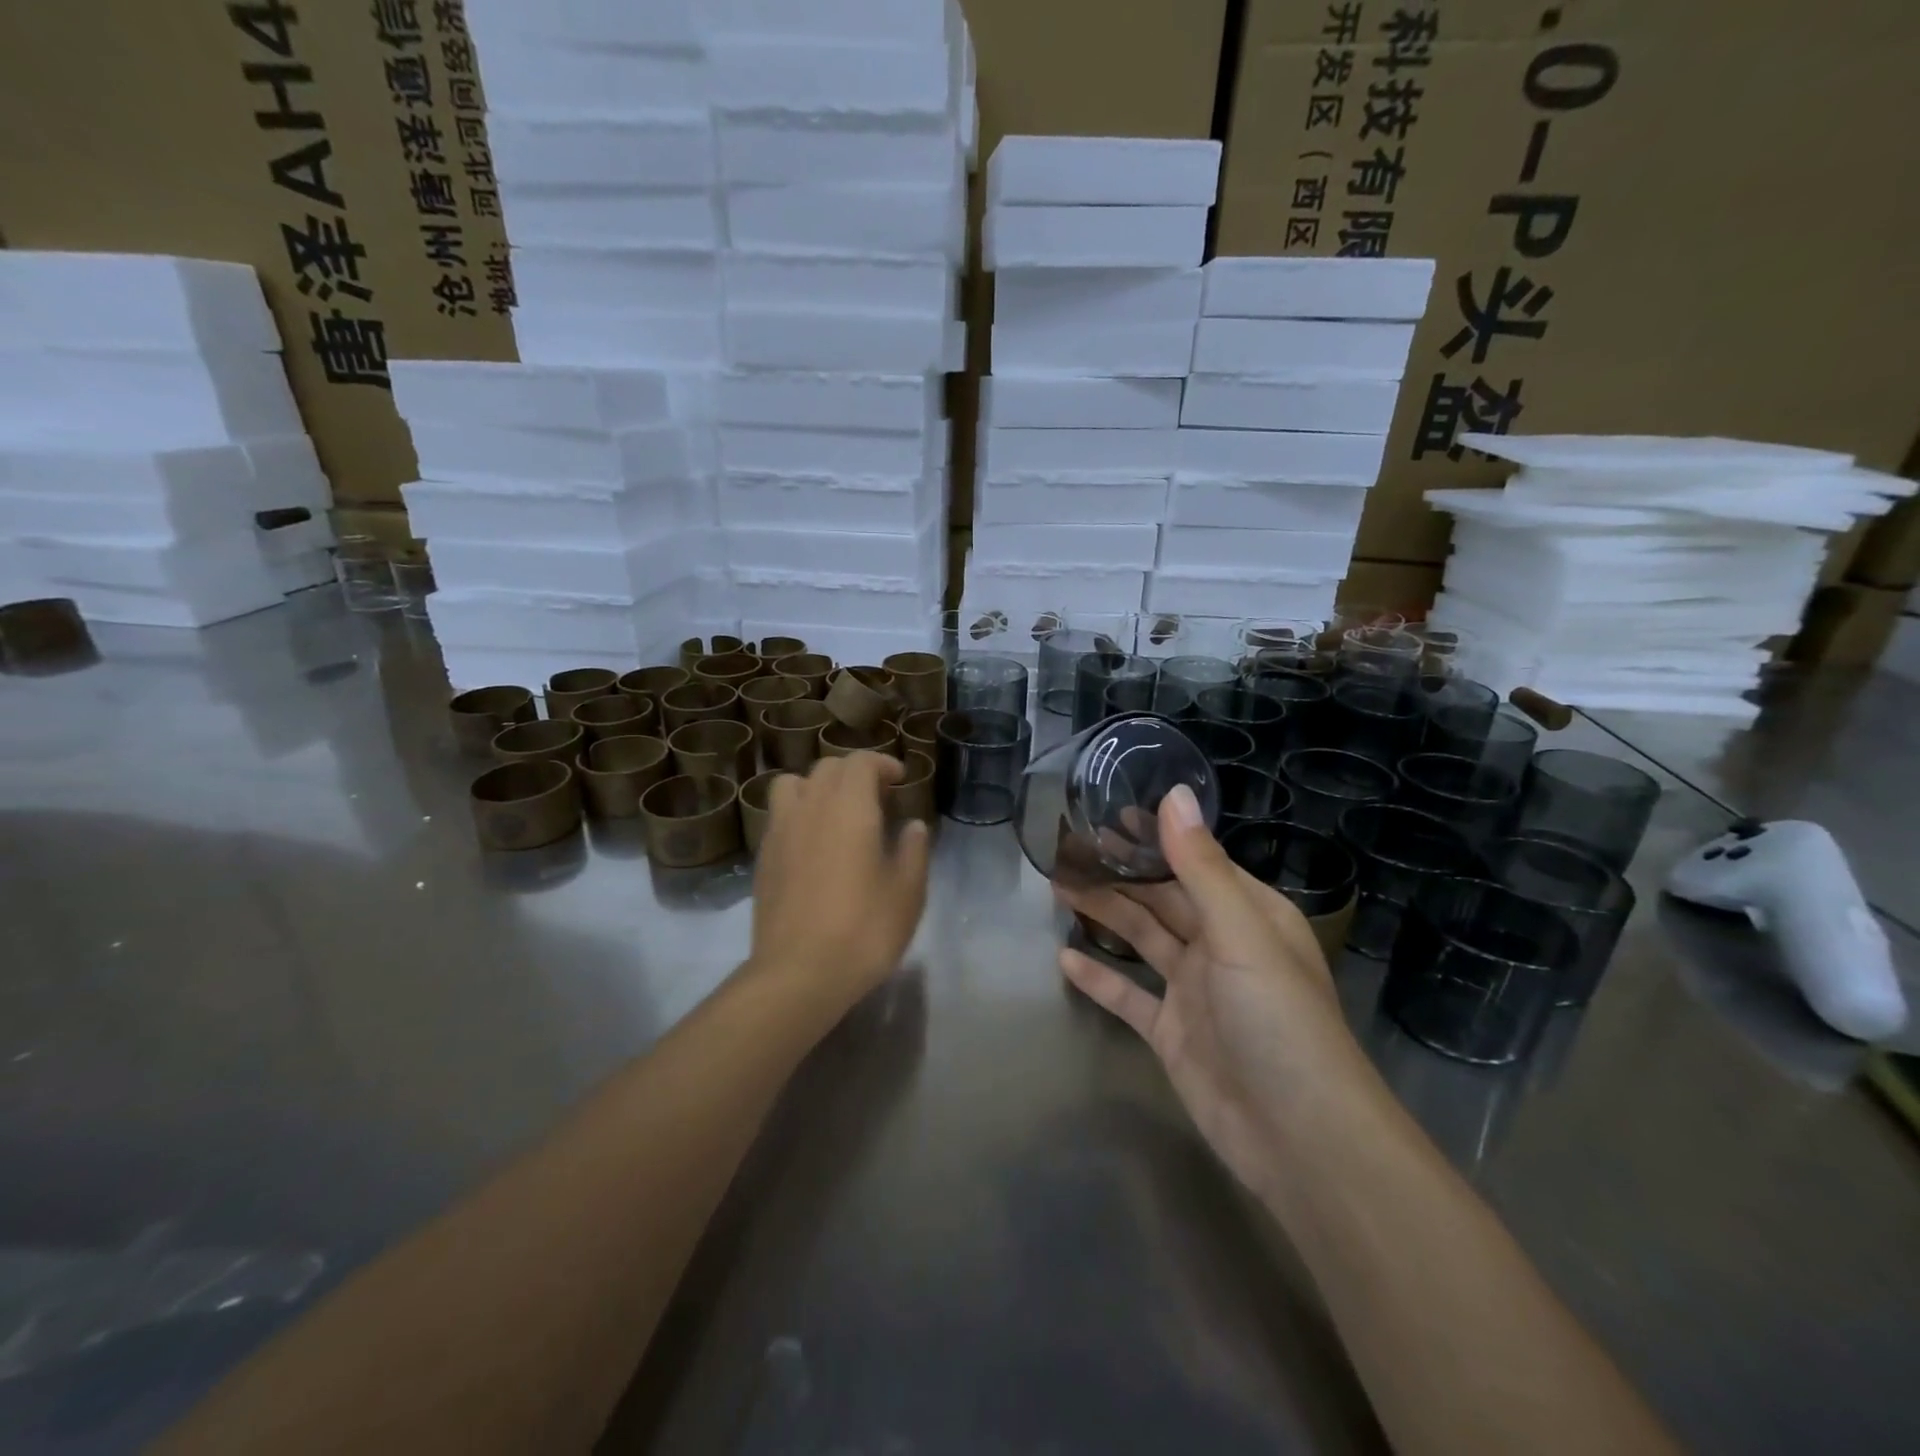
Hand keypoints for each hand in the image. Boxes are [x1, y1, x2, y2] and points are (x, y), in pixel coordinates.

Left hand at [751, 752, 930, 1022]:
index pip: (860, 762)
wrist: (799, 973)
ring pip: (793, 784)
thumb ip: (913, 850)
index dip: (882, 764)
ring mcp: (780, 831)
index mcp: (849, 807)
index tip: (900, 780)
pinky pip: (779, 815)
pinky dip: (798, 813)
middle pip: (827, 767)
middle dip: (854, 772)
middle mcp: (810, 807)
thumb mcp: (907, 892)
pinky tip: (813, 845)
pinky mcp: (763, 857)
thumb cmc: (864, 929)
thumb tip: (913, 826)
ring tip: (836, 812)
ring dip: (817, 786)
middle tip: (877, 798)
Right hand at [1057, 786, 1374, 1195]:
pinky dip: (1100, 977)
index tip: (1104, 814)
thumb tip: (1174, 793)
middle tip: (1066, 849)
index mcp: (1247, 914)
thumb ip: (1199, 866)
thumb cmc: (1277, 1019)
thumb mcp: (1239, 933)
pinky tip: (1064, 959)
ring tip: (1057, 888)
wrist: (1299, 1138)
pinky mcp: (1172, 1033)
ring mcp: (1194, 991)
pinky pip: (1129, 996)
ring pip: (1142, 940)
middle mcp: (1221, 945)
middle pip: (1160, 899)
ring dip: (1104, 915)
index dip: (1151, 839)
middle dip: (1118, 874)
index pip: (1193, 862)